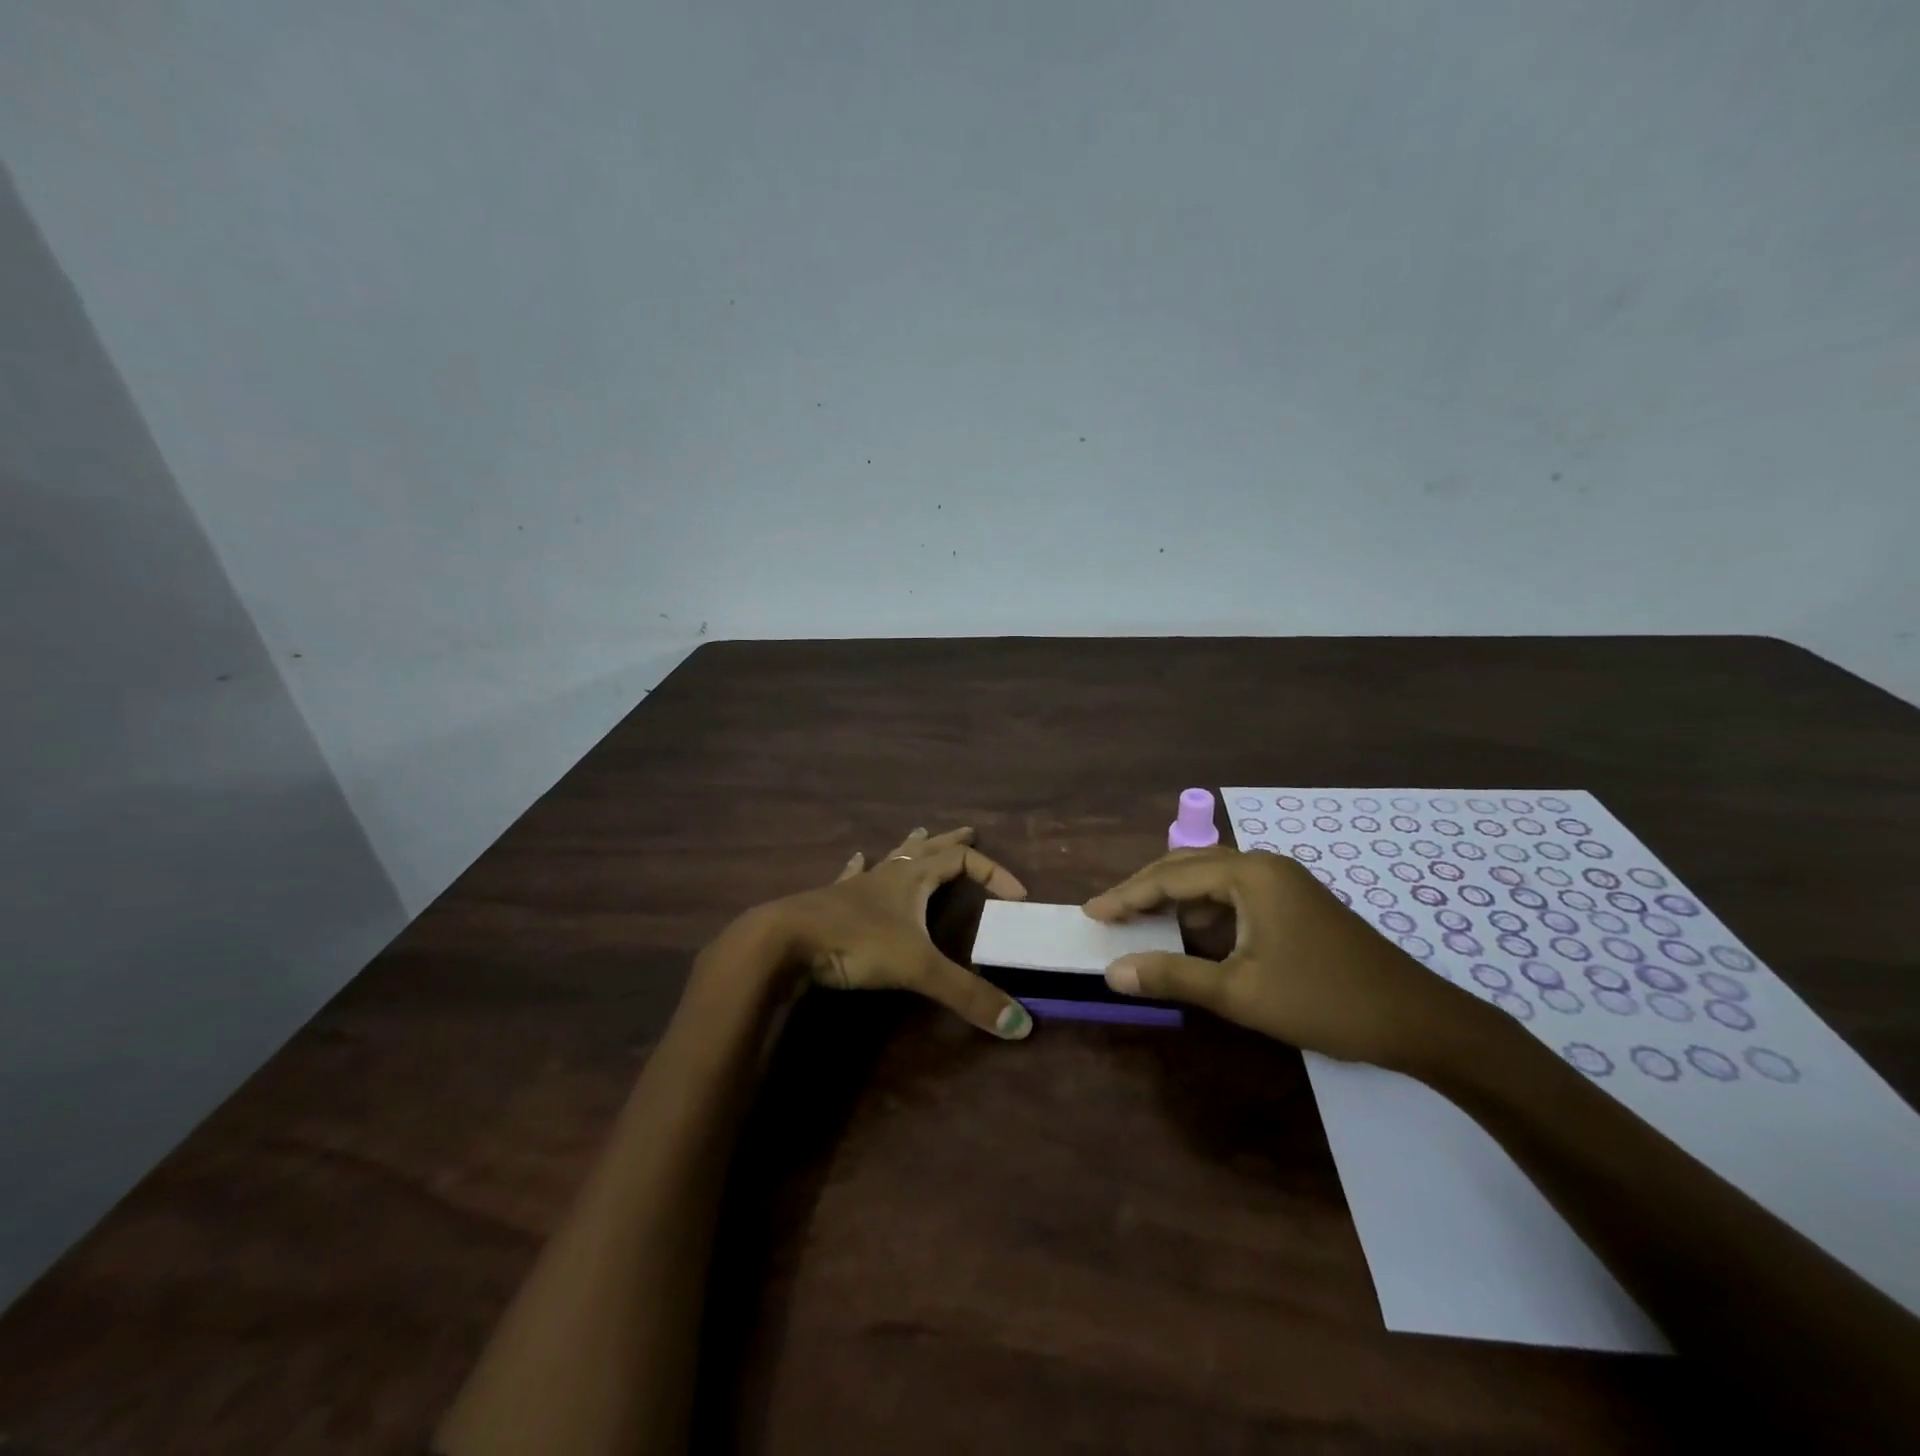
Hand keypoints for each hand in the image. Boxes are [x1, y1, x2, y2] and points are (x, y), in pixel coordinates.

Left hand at [760, 826, 1035, 1039]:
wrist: (785, 941)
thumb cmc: (856, 943)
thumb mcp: (918, 968)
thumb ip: (967, 995)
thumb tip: (1021, 1025)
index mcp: (912, 879)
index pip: (962, 861)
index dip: (993, 872)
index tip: (1017, 896)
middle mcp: (887, 874)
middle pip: (927, 848)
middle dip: (950, 841)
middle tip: (969, 830)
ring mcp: (856, 887)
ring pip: (890, 858)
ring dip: (910, 846)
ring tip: (919, 832)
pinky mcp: (830, 902)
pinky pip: (851, 876)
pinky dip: (860, 868)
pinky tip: (856, 859)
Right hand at [1083, 847, 1487, 1071]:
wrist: (1419, 1021)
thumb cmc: (1324, 1000)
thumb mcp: (1240, 992)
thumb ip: (1172, 976)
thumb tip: (1113, 972)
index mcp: (1249, 873)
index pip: (1170, 876)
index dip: (1126, 895)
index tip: (1091, 913)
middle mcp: (1264, 865)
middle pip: (1188, 867)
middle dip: (1146, 891)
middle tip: (1110, 916)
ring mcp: (1284, 882)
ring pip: (1211, 882)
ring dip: (1176, 904)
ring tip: (1142, 929)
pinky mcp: (1295, 904)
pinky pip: (1235, 897)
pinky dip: (1206, 915)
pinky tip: (1194, 941)